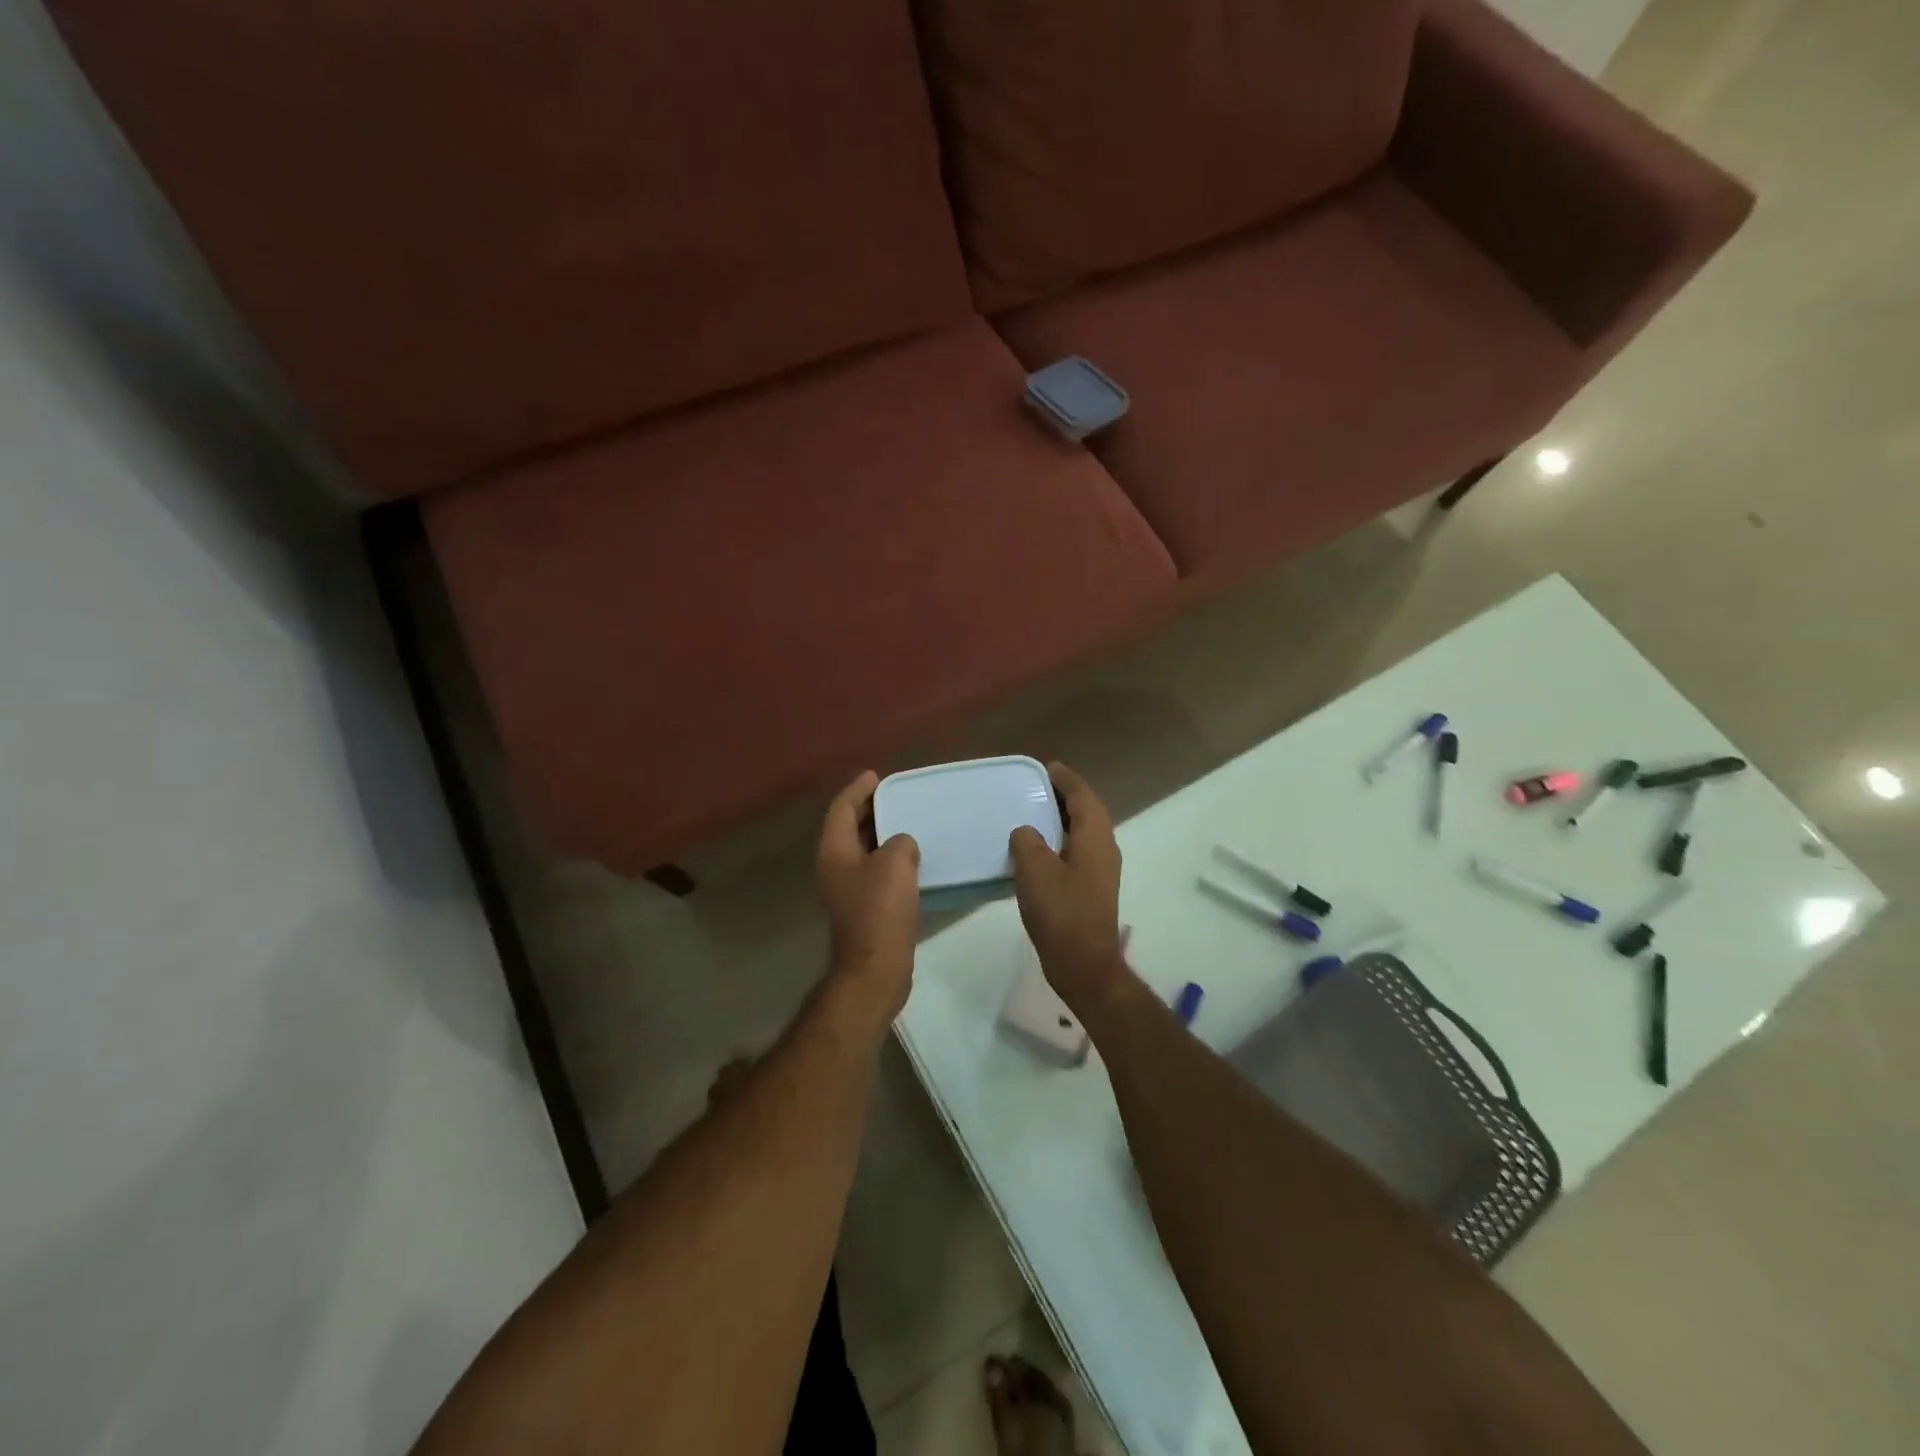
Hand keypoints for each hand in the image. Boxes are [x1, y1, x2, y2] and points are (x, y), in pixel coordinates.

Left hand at [816, 771, 920, 1025]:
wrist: (875, 968)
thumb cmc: (880, 911)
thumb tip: (902, 846)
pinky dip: (890, 858)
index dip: (858, 789)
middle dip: (870, 809)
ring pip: (863, 850)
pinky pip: (875, 871)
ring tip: (908, 821)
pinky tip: (913, 859)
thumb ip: (900, 842)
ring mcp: (847, 889)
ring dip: (882, 834)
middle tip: (897, 795)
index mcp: (834, 850)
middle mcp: (834, 866)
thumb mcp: (895, 863)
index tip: (877, 775)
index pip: (842, 808)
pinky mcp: (863, 907)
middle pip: (849, 827)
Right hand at [1008, 762, 1127, 1011]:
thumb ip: (1027, 841)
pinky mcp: (1092, 889)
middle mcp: (1104, 848)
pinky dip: (1059, 841)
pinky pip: (1076, 851)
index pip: (1083, 796)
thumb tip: (1026, 833)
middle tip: (1035, 786)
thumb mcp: (1034, 870)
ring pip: (1082, 833)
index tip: (1046, 767)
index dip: (1065, 779)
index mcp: (1095, 837)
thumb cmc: (1061, 913)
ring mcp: (1101, 871)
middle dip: (1064, 796)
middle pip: (1087, 811)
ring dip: (1061, 820)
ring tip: (1032, 813)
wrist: (1084, 965)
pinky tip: (1036, 851)